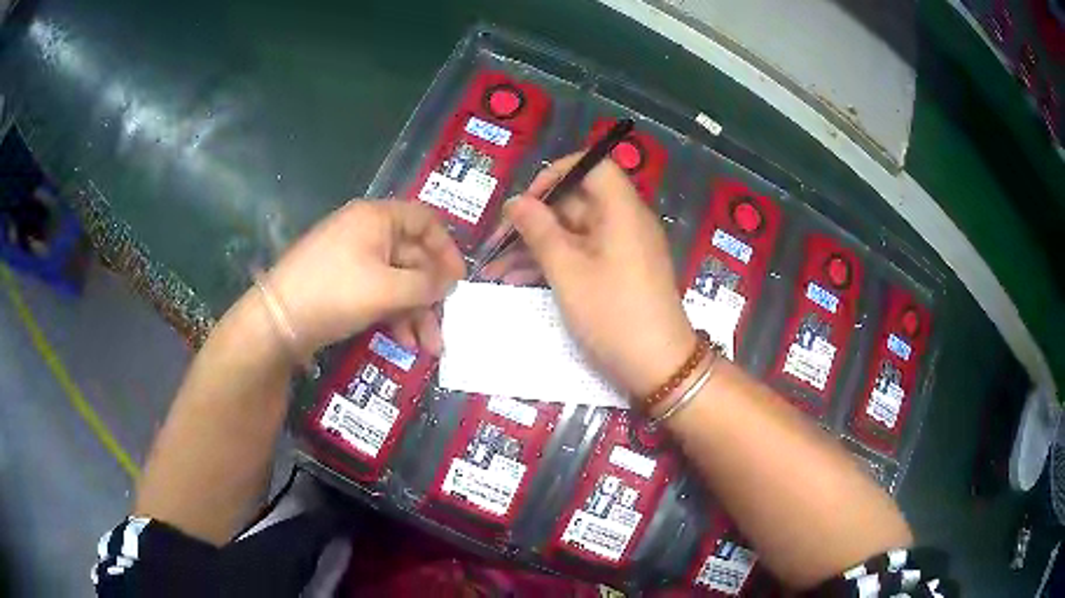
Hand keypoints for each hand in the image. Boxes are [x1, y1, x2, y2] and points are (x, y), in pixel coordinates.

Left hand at [265, 200, 464, 357]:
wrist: (277, 321)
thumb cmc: (335, 293)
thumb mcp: (387, 289)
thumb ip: (426, 284)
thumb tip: (449, 282)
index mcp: (377, 218)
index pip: (425, 221)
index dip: (446, 249)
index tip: (459, 281)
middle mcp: (366, 232)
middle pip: (412, 258)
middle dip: (431, 296)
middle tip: (445, 327)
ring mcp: (352, 259)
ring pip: (396, 281)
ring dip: (415, 312)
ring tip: (428, 347)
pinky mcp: (343, 284)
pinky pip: (378, 292)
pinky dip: (393, 314)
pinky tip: (403, 341)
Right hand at [483, 153, 695, 397]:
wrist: (658, 367)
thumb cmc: (613, 314)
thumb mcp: (568, 272)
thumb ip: (539, 231)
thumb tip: (516, 202)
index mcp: (621, 210)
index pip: (592, 166)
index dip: (556, 175)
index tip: (527, 202)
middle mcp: (625, 222)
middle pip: (577, 201)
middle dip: (535, 219)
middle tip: (499, 242)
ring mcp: (624, 249)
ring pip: (575, 232)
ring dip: (537, 246)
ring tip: (498, 270)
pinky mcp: (620, 273)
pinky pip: (584, 255)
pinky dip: (555, 263)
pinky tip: (521, 281)